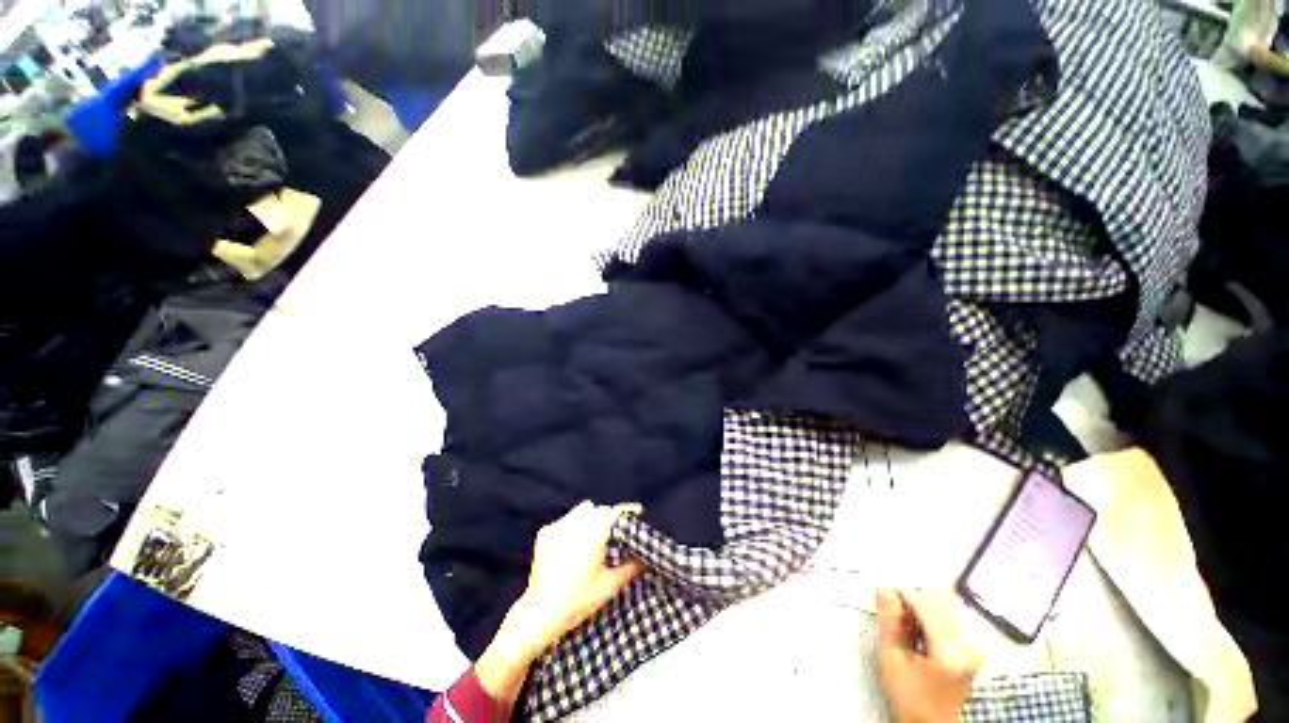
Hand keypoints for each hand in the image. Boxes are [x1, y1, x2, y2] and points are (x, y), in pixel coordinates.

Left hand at [513, 500, 644, 652]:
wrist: (540, 613)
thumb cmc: (578, 600)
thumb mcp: (610, 585)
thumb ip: (631, 568)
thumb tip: (646, 558)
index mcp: (594, 533)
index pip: (615, 512)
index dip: (627, 511)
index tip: (637, 512)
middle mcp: (577, 523)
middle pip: (599, 509)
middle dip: (608, 517)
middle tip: (615, 532)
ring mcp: (559, 526)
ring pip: (581, 510)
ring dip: (590, 518)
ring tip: (593, 536)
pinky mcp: (545, 532)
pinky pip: (565, 520)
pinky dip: (572, 526)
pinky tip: (572, 544)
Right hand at [875, 589, 980, 722]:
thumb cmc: (911, 699)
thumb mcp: (892, 660)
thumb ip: (890, 624)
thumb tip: (886, 594)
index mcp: (950, 649)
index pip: (925, 605)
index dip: (901, 595)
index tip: (884, 594)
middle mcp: (967, 647)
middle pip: (939, 604)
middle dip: (913, 600)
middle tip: (892, 607)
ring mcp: (971, 651)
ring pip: (945, 611)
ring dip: (922, 608)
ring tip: (903, 619)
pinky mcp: (969, 653)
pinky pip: (951, 622)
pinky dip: (931, 618)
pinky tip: (916, 629)